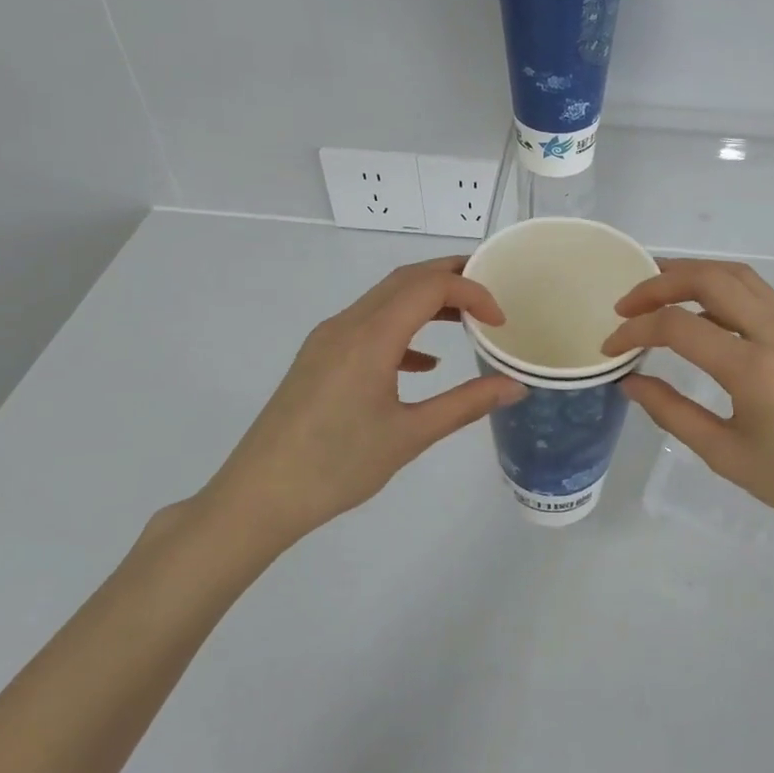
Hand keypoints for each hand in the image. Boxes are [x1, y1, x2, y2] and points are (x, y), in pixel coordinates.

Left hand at [197, 257, 524, 550]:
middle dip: (450, 276)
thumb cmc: (337, 467)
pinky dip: (402, 328)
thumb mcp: (410, 436)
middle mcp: (347, 325)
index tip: (500, 320)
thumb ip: (466, 404)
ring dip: (426, 299)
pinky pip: (367, 324)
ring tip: (465, 318)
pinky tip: (423, 363)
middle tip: (491, 288)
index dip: (472, 292)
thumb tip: (515, 386)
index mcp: (371, 337)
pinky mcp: (318, 357)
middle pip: (405, 279)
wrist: (258, 496)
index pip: (430, 287)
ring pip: (384, 298)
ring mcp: (327, 339)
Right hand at [603, 258, 773, 550]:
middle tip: (628, 303)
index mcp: (755, 369)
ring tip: (658, 296)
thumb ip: (672, 413)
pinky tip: (704, 320)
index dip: (635, 330)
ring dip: (694, 276)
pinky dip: (722, 293)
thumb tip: (631, 381)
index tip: (611, 346)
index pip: (678, 326)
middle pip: (712, 277)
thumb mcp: (726, 456)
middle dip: (661, 281)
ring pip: (740, 276)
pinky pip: (761, 297)